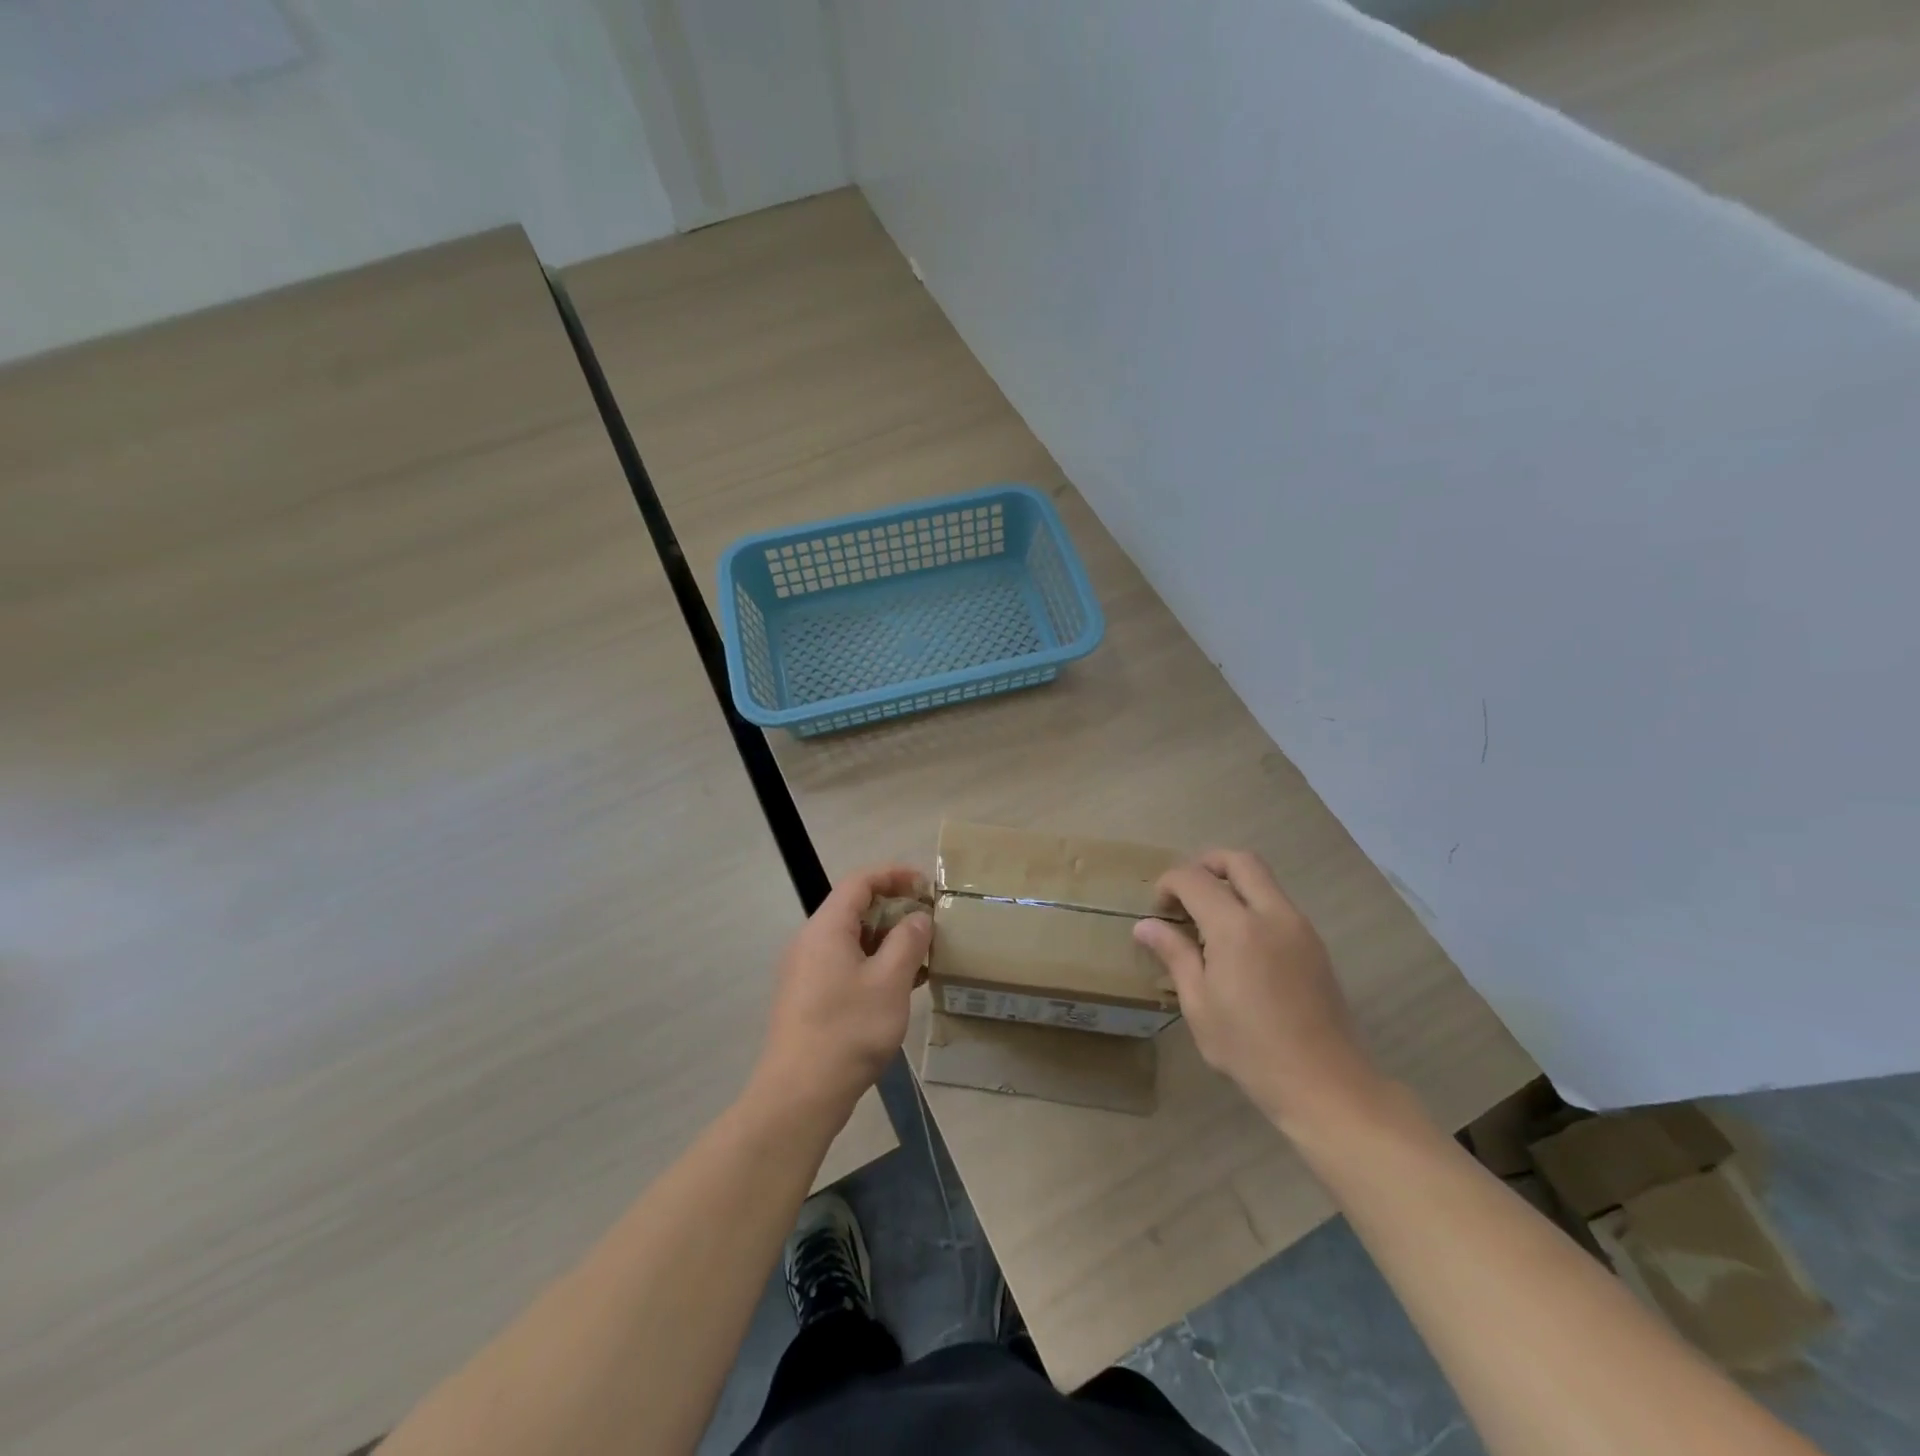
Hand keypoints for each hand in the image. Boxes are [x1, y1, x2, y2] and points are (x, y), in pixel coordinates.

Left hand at [748, 865, 932, 1128]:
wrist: (799, 1094)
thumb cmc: (848, 1030)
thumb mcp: (890, 982)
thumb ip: (908, 941)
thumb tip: (918, 918)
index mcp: (827, 927)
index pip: (860, 881)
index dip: (894, 874)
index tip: (926, 885)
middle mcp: (811, 941)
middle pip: (854, 908)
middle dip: (894, 909)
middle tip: (929, 923)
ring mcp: (806, 970)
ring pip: (851, 939)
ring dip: (886, 940)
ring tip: (922, 956)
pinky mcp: (808, 997)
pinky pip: (844, 964)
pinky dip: (873, 963)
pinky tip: (900, 985)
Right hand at [1134, 849, 1384, 1134]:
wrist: (1326, 1084)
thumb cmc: (1251, 1049)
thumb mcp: (1200, 1005)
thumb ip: (1175, 955)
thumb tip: (1145, 926)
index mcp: (1237, 928)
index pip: (1194, 879)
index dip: (1169, 884)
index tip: (1158, 909)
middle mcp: (1272, 914)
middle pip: (1239, 861)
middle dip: (1205, 864)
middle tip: (1185, 894)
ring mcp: (1300, 927)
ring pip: (1263, 879)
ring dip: (1231, 883)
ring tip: (1208, 920)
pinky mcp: (1314, 944)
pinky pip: (1278, 904)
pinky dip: (1252, 903)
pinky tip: (1238, 944)